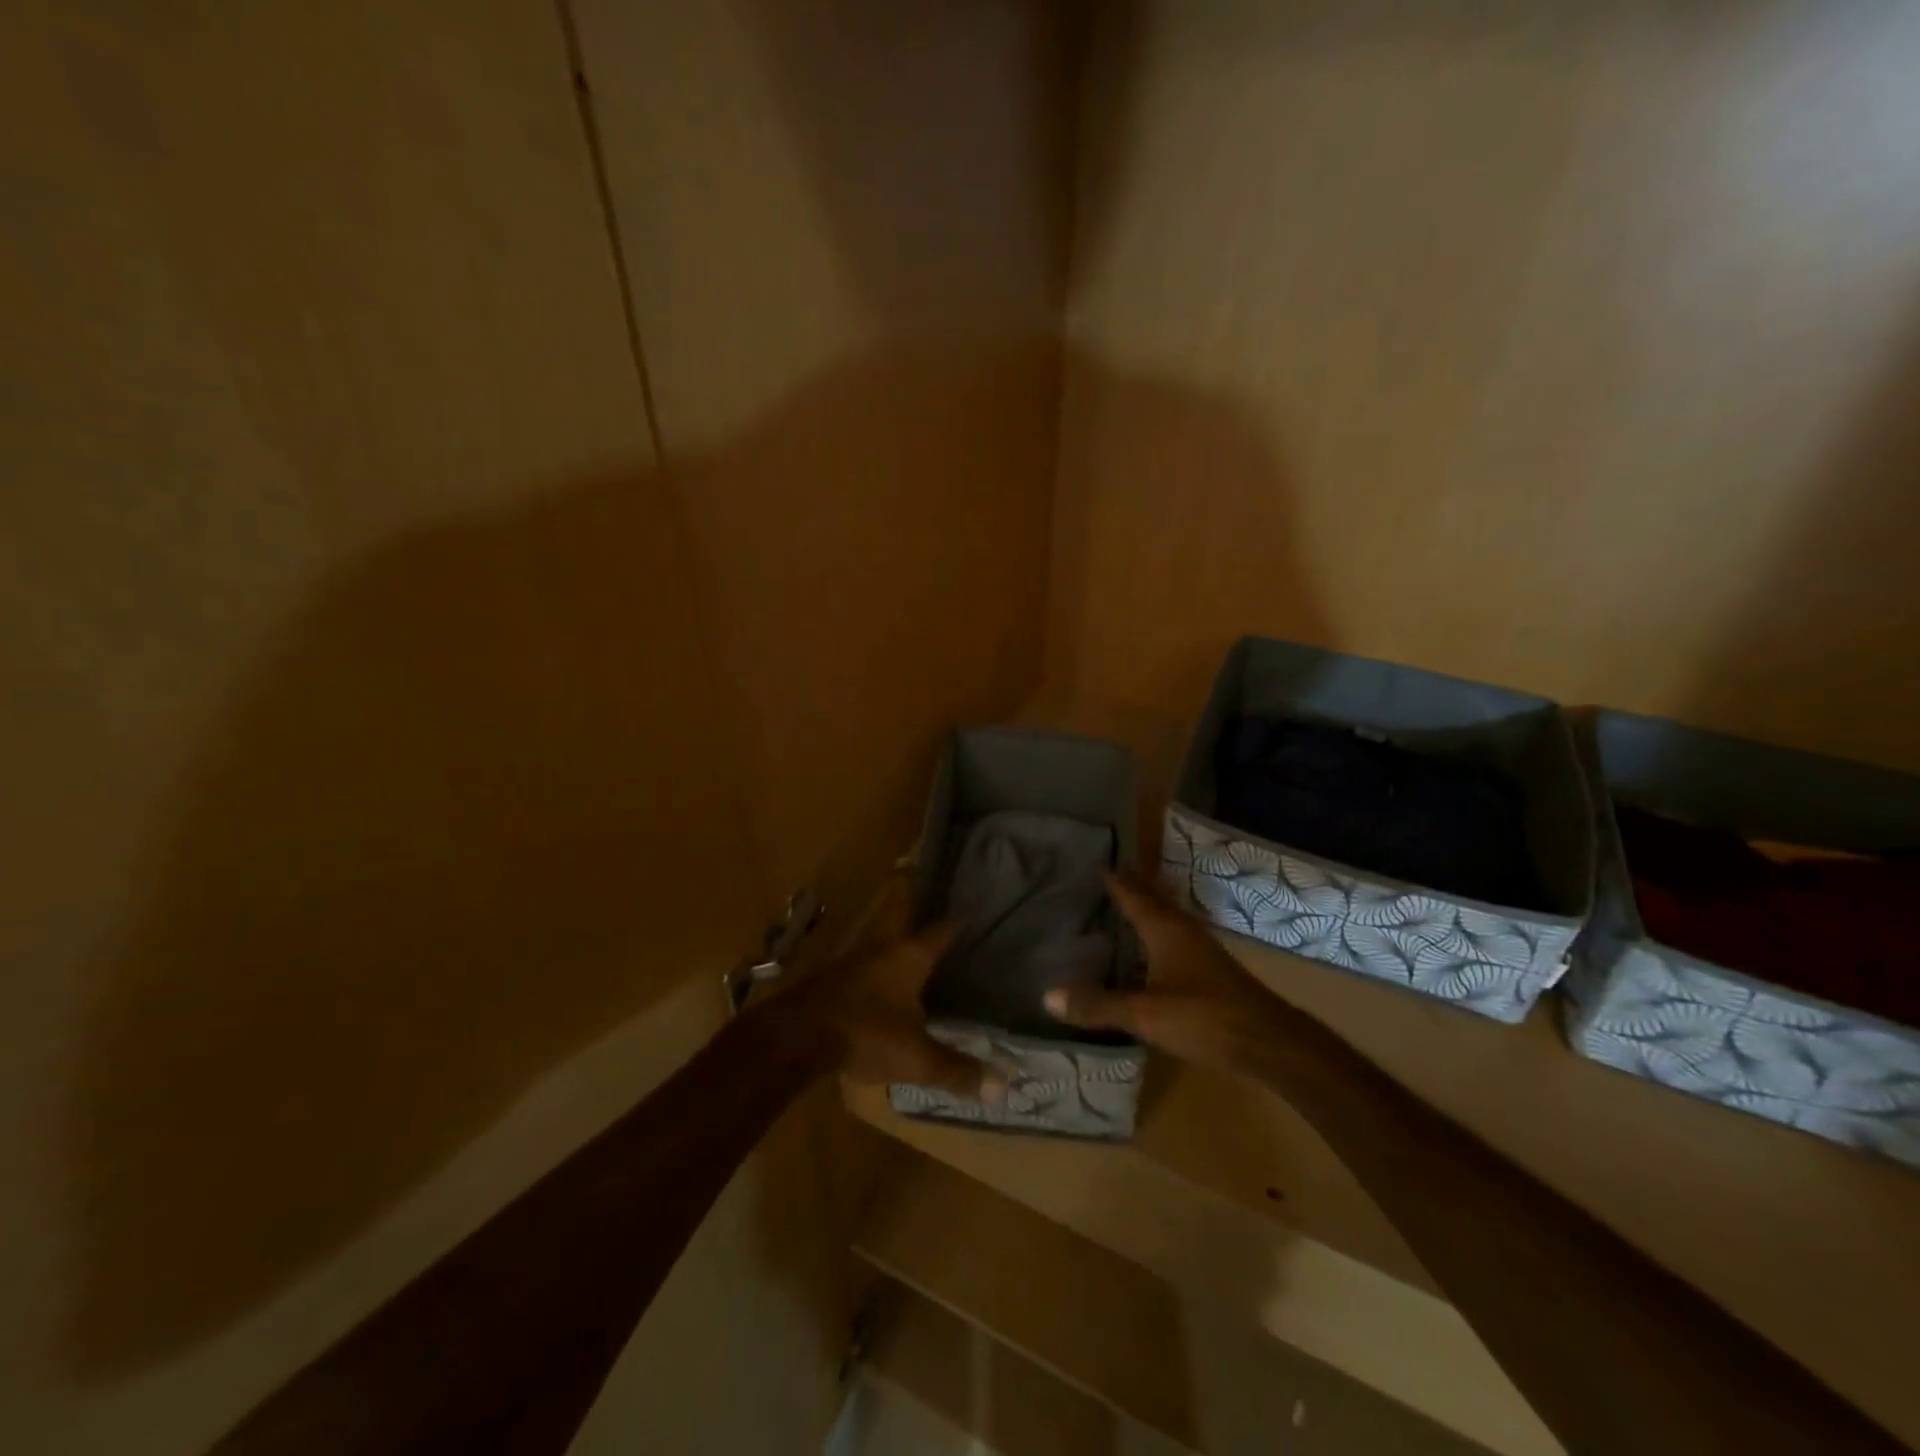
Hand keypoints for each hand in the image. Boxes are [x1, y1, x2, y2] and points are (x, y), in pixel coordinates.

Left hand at [791, 876, 1006, 1102]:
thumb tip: (1003, 1086)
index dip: (960, 919)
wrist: (798, 1035)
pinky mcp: (834, 972)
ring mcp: (854, 956)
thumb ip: (957, 1070)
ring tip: (903, 915)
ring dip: (889, 917)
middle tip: (920, 871)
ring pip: (877, 926)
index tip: (975, 905)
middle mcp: (883, 945)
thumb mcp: (917, 1058)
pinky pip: (862, 950)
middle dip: (910, 890)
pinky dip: (874, 947)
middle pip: (898, 908)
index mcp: (909, 955)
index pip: (942, 929)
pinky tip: (876, 961)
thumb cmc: (866, 1034)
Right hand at [1043, 871, 1301, 1072]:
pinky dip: (1159, 933)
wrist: (1269, 1042)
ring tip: (1127, 904)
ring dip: (1149, 908)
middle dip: (1134, 886)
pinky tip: (1153, 950)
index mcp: (1165, 929)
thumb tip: (1048, 995)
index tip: (1097, 862)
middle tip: (1109, 875)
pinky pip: (1176, 938)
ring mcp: (1201, 950)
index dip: (1116, 880)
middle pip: (1154, 900)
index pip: (1134, 895)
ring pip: (1169, 918)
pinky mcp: (1211, 971)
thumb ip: (1098, 1005)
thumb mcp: (1145, 1014)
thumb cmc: (1204, 1017)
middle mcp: (1184, 931)